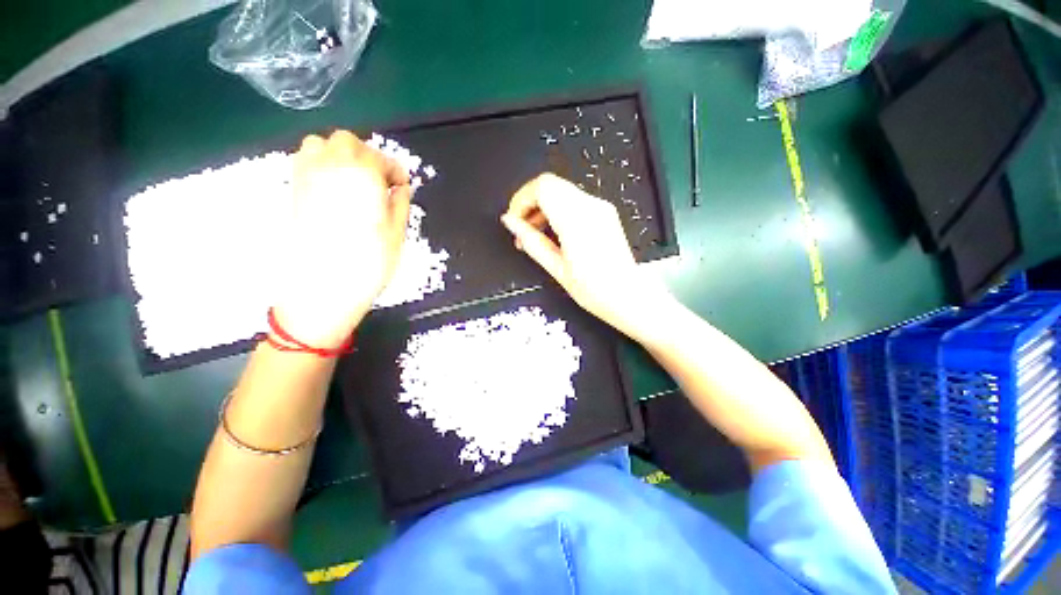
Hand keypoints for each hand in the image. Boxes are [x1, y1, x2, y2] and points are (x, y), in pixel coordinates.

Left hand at [273, 131, 411, 347]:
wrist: (321, 288)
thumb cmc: (368, 263)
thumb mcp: (396, 235)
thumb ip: (400, 205)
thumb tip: (401, 189)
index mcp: (362, 178)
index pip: (379, 158)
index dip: (394, 170)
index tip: (402, 186)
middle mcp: (331, 168)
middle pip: (347, 142)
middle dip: (367, 155)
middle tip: (380, 180)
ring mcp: (306, 178)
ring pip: (320, 146)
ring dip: (341, 156)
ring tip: (355, 181)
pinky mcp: (292, 191)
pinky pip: (304, 162)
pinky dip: (321, 165)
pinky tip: (334, 189)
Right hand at [501, 173, 673, 341]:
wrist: (629, 297)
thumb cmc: (595, 290)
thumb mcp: (556, 268)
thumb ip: (531, 241)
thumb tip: (510, 222)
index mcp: (576, 220)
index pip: (542, 187)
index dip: (521, 200)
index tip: (514, 221)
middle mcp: (591, 207)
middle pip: (550, 184)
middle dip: (530, 203)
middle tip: (522, 231)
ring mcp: (600, 208)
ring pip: (561, 191)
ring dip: (543, 207)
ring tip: (536, 236)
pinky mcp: (605, 213)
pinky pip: (574, 201)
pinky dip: (558, 211)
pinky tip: (554, 233)